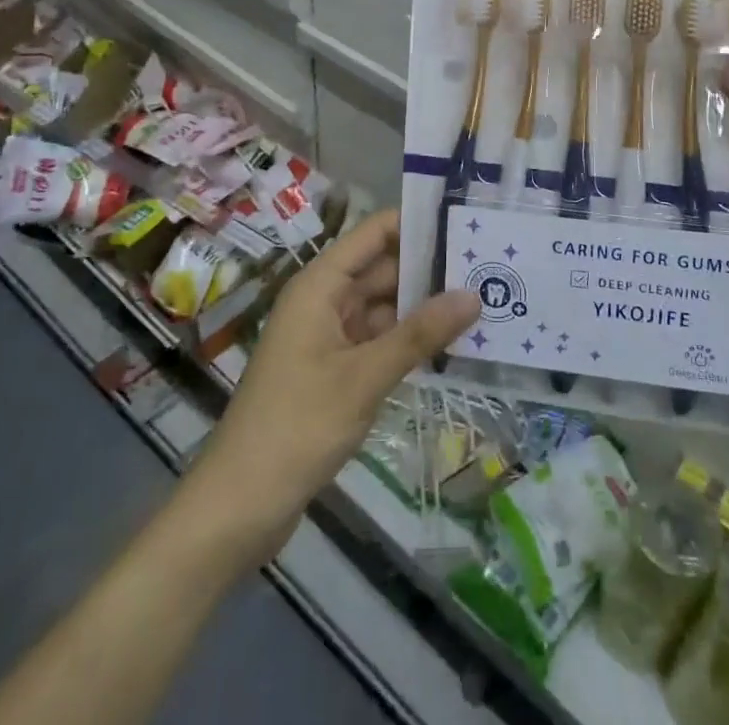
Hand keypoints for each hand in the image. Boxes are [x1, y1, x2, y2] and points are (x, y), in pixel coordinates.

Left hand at [185, 209, 479, 566]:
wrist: (239, 505)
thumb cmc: (297, 427)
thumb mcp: (364, 377)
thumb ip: (420, 334)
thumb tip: (473, 294)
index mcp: (321, 285)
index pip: (374, 233)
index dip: (417, 223)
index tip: (466, 223)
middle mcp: (325, 301)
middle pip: (383, 268)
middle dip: (431, 268)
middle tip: (489, 267)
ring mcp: (329, 336)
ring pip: (385, 306)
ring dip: (424, 307)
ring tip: (483, 300)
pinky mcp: (335, 370)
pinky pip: (379, 340)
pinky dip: (410, 340)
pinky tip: (452, 344)